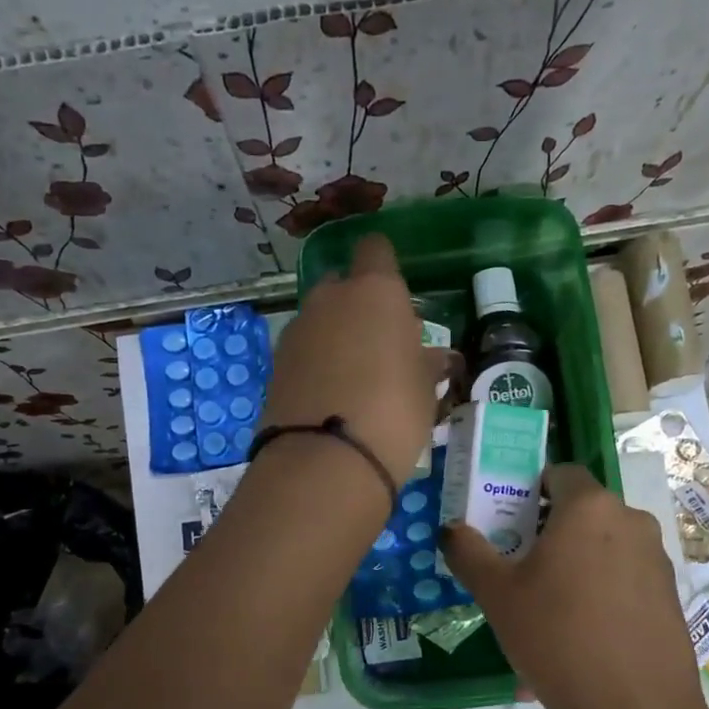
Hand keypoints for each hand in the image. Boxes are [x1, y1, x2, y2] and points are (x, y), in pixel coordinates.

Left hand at [260, 232, 439, 480]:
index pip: (375, 250)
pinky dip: (316, 365)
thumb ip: (427, 365)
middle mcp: (330, 299)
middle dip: (357, 306)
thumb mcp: (426, 390)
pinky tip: (332, 397)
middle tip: (380, 345)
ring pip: (320, 320)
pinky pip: (303, 352)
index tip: (397, 297)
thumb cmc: (394, 412)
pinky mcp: (275, 365)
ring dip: (335, 338)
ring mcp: (297, 330)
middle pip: (342, 285)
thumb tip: (433, 357)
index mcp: (375, 291)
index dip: (384, 267)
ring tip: (357, 378)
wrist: (325, 459)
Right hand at [443, 465, 706, 708]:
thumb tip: (450, 529)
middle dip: (548, 535)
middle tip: (518, 571)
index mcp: (590, 508)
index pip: (560, 473)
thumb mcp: (497, 595)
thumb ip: (468, 552)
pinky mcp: (670, 598)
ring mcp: (657, 561)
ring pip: (602, 552)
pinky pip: (624, 584)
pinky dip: (598, 599)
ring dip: (573, 571)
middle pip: (582, 514)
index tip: (508, 522)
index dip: (530, 490)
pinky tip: (577, 644)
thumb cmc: (557, 637)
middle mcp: (631, 522)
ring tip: (544, 617)